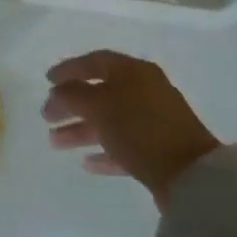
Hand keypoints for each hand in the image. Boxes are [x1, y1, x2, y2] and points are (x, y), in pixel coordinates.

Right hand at [43, 50, 220, 205]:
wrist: (190, 174)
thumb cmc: (140, 129)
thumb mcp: (99, 106)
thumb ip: (73, 94)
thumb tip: (59, 91)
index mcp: (134, 72)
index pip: (95, 61)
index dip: (69, 69)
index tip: (46, 81)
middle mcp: (145, 91)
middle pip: (100, 92)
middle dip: (70, 104)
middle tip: (46, 117)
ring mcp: (153, 121)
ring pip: (109, 120)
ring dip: (81, 130)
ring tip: (54, 143)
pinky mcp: (158, 150)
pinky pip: (124, 146)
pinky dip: (103, 151)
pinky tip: (86, 164)